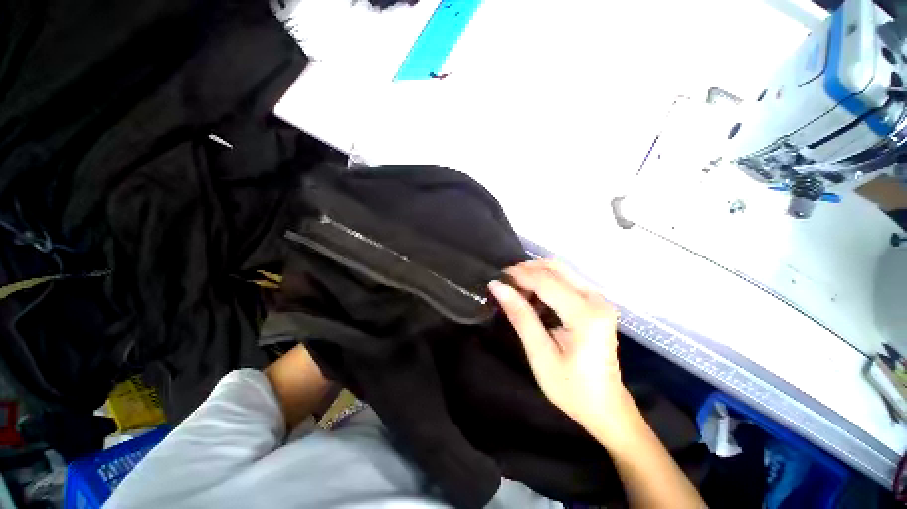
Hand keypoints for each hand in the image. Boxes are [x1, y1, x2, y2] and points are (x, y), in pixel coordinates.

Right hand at [489, 260, 635, 444]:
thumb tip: (497, 287)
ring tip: (516, 290)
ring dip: (536, 274)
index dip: (519, 276)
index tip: (497, 278)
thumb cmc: (570, 387)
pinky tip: (533, 296)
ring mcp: (598, 300)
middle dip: (527, 270)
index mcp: (585, 315)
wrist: (604, 406)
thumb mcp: (540, 353)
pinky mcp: (596, 303)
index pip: (546, 282)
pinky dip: (546, 282)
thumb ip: (520, 316)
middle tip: (506, 282)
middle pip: (556, 269)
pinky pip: (567, 281)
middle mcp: (596, 300)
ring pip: (561, 271)